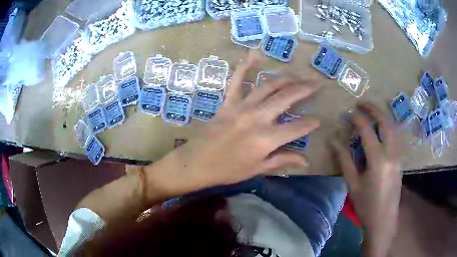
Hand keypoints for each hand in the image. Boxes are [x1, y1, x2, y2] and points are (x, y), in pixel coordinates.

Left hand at [164, 52, 320, 189]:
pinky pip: (237, 80)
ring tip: (299, 74)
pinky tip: (254, 54)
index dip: (310, 123)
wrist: (197, 163)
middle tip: (317, 83)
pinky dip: (245, 66)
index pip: (297, 127)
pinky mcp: (228, 102)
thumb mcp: (258, 169)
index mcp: (266, 138)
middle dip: (305, 89)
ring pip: (268, 86)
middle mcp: (257, 117)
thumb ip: (283, 160)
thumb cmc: (228, 170)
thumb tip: (305, 161)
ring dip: (286, 78)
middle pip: (287, 98)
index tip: (318, 120)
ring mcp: (241, 106)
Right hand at [330, 103, 401, 256]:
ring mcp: (398, 156)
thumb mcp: (352, 184)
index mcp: (378, 160)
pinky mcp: (400, 160)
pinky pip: (395, 137)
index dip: (357, 119)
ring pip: (393, 128)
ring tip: (372, 111)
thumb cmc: (366, 205)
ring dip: (382, 116)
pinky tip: (381, 128)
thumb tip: (333, 140)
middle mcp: (391, 154)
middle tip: (362, 103)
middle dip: (373, 109)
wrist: (383, 219)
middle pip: (385, 123)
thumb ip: (344, 160)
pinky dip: (388, 127)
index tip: (349, 113)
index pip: (367, 130)